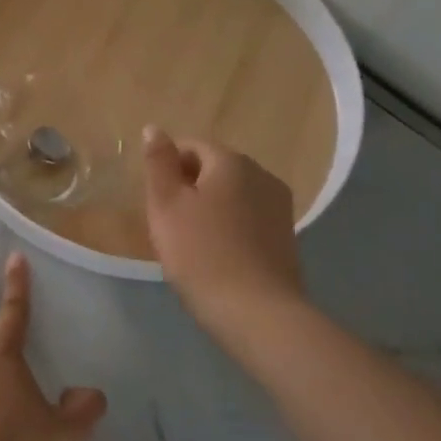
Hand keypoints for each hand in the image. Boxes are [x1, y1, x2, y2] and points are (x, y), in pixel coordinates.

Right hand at [140, 126, 307, 337]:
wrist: (256, 312)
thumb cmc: (201, 254)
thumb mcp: (166, 205)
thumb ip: (158, 163)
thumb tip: (154, 128)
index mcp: (231, 162)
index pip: (191, 146)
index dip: (167, 169)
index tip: (156, 201)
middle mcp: (262, 175)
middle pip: (215, 168)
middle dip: (189, 187)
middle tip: (170, 223)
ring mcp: (280, 206)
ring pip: (233, 194)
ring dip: (210, 208)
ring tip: (192, 242)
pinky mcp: (287, 236)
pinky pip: (248, 218)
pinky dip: (230, 227)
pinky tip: (218, 255)